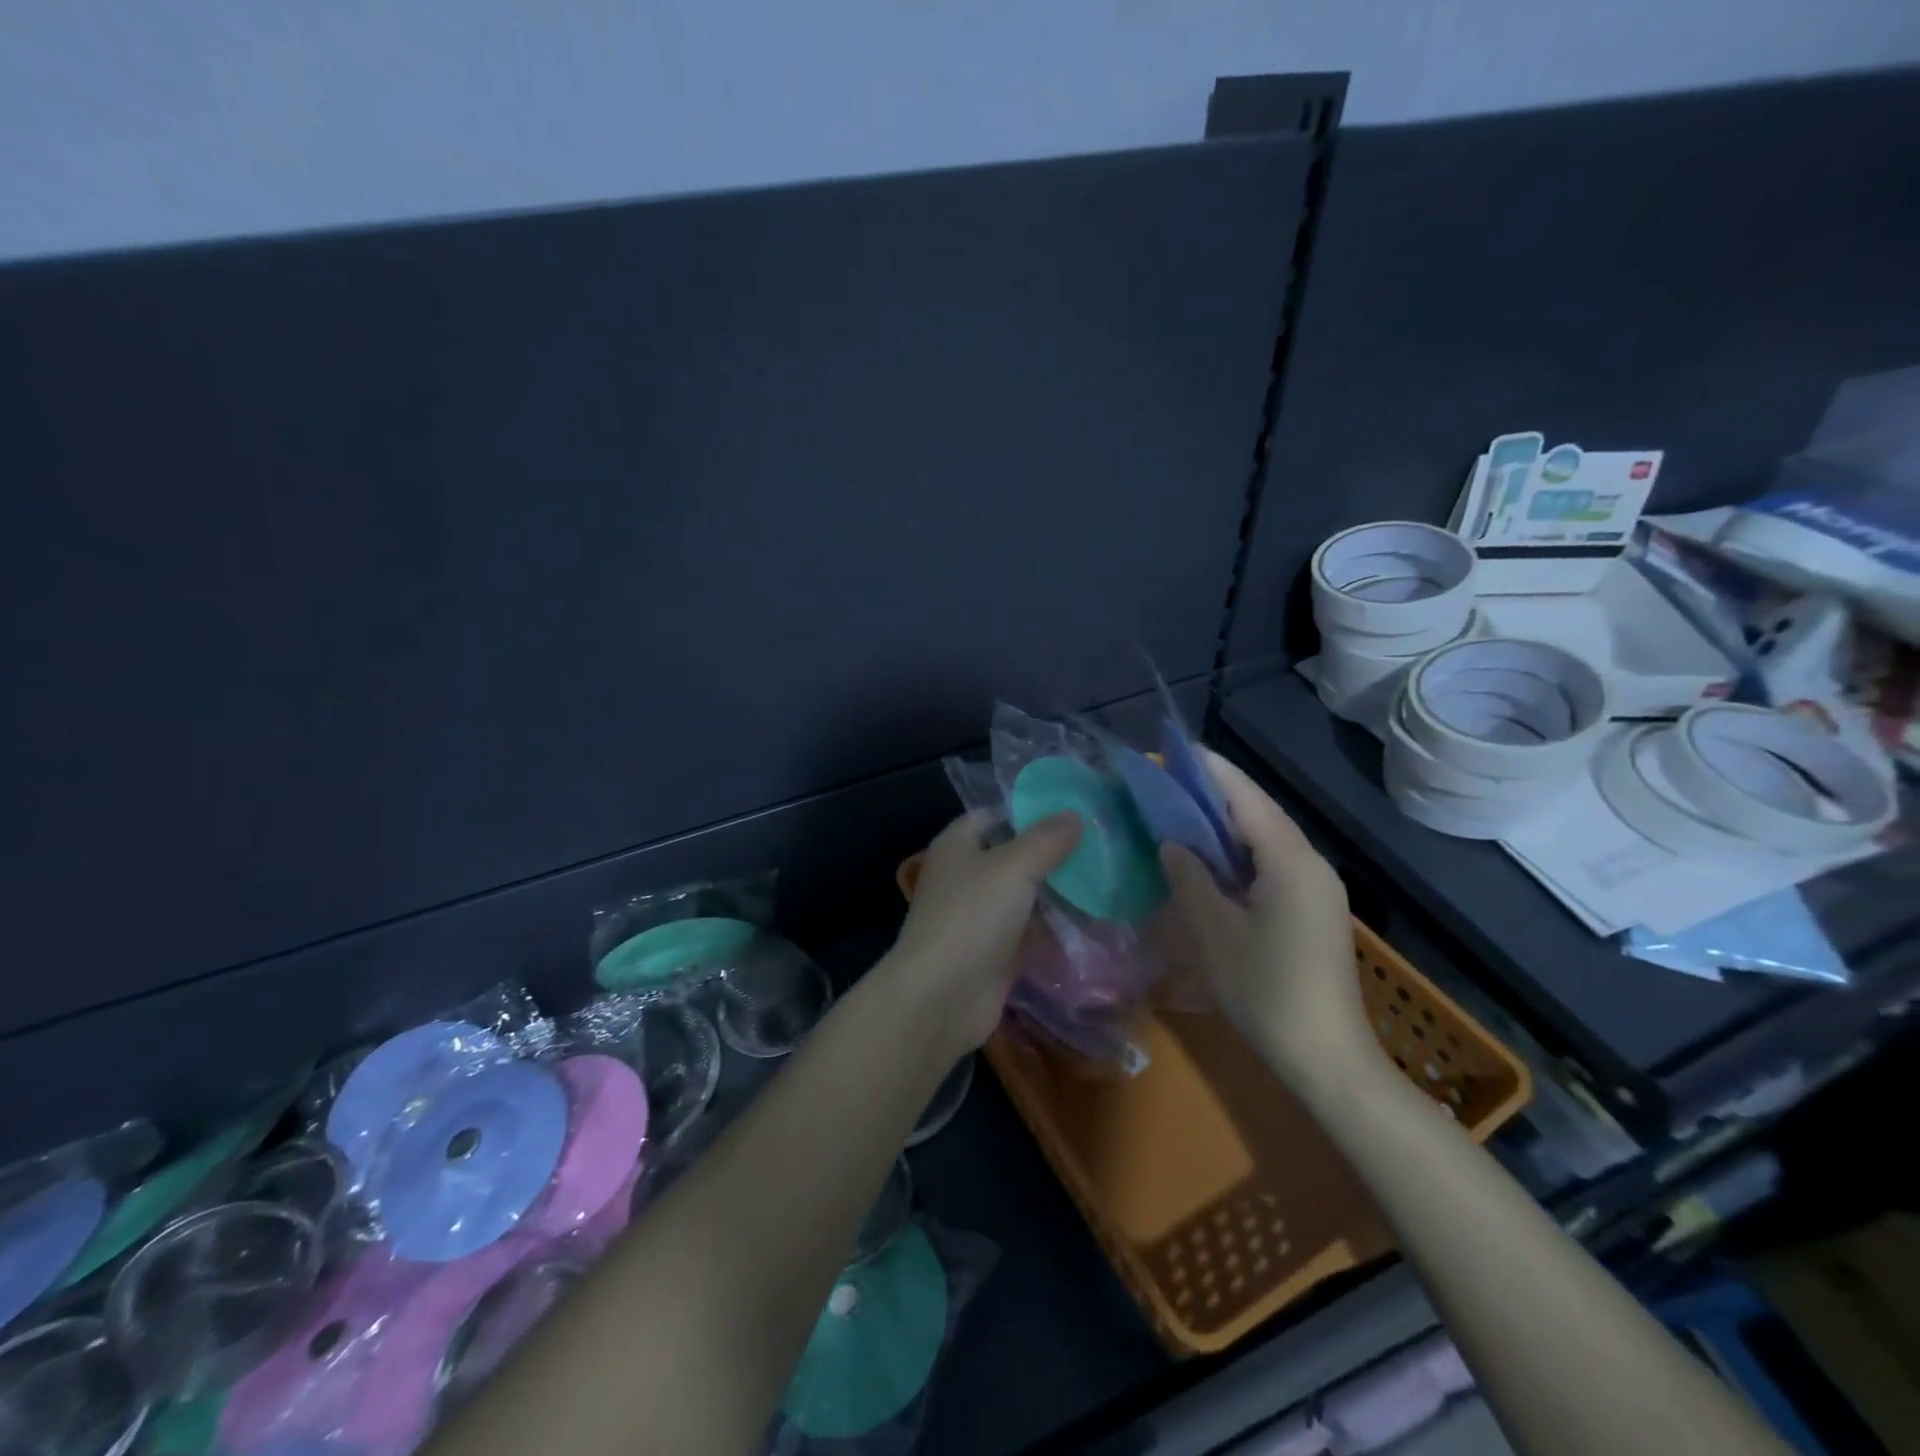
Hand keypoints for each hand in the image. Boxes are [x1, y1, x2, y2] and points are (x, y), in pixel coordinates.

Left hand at [887, 811, 1081, 1054]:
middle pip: (1013, 857)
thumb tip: (1074, 814)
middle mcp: (966, 877)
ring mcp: (979, 918)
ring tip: (1106, 881)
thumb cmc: (972, 917)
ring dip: (1057, 894)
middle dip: (1052, 854)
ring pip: (1024, 897)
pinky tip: (1094, 924)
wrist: (941, 998)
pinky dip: (1055, 931)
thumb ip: (1046, 840)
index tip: (1074, 811)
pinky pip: (1029, 934)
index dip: (1029, 811)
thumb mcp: (1013, 867)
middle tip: (1101, 847)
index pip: (994, 816)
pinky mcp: (994, 954)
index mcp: (958, 845)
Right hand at [1158, 750, 1375, 1088]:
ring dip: (1225, 823)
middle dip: (1214, 793)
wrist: (1328, 1059)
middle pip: (1259, 812)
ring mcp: (1317, 888)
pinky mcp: (1313, 909)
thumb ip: (1190, 877)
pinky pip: (1272, 863)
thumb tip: (1172, 843)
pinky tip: (1210, 858)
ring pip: (1266, 838)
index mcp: (1291, 861)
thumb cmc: (1266, 991)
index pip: (1246, 798)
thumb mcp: (1215, 932)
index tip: (1173, 750)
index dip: (1209, 770)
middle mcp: (1310, 864)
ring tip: (1180, 811)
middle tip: (1166, 782)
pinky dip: (1239, 851)